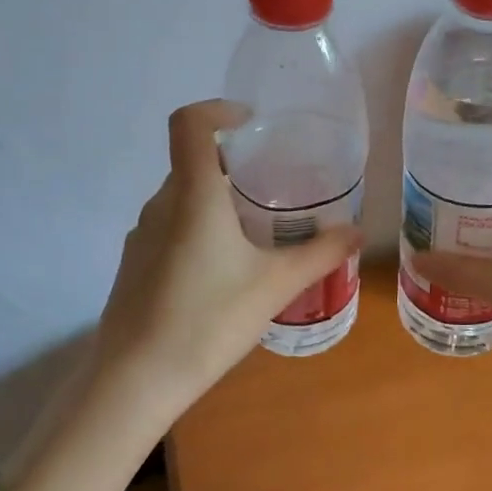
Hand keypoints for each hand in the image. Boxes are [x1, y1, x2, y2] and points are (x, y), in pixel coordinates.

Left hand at [92, 99, 361, 422]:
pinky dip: (198, 229)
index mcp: (193, 194)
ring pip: (182, 198)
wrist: (135, 381)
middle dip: (233, 163)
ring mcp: (141, 235)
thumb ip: (320, 254)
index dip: (218, 110)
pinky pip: (170, 228)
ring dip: (216, 200)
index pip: (190, 123)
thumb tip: (357, 232)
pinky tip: (223, 270)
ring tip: (255, 229)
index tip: (252, 124)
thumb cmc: (208, 320)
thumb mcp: (275, 286)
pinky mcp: (135, 264)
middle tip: (273, 184)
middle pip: (193, 161)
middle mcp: (161, 204)